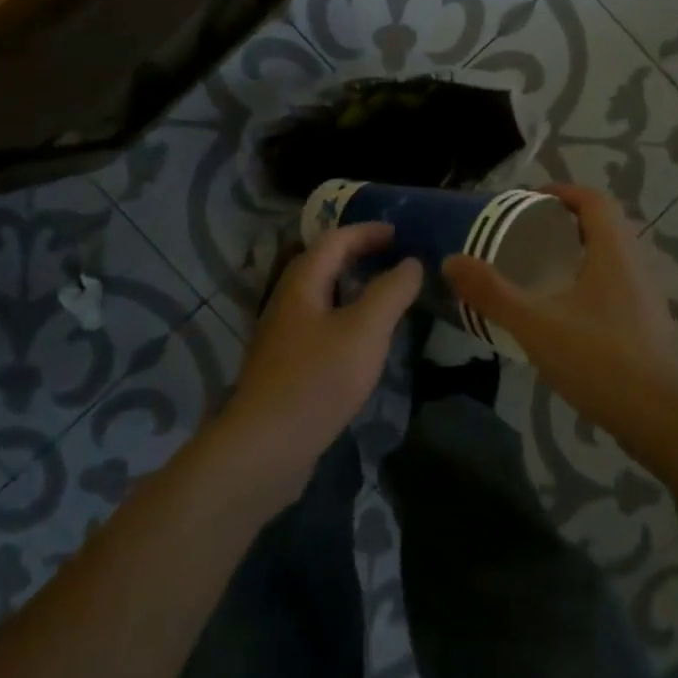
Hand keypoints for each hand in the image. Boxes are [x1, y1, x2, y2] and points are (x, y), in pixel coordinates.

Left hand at [218, 224, 422, 498]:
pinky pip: (319, 324)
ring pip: (320, 296)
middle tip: (393, 257)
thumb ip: (391, 292)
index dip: (366, 231)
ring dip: (350, 286)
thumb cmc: (319, 379)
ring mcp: (282, 335)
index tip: (399, 232)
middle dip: (357, 254)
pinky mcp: (285, 366)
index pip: (334, 240)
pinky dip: (344, 316)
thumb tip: (412, 263)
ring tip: (383, 294)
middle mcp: (287, 301)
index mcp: (302, 283)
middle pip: (322, 263)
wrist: (266, 446)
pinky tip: (361, 340)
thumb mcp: (365, 331)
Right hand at [444, 184, 677, 449]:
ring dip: (578, 252)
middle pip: (603, 225)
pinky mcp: (647, 324)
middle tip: (526, 235)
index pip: (594, 199)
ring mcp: (646, 296)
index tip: (528, 201)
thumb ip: (492, 293)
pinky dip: (588, 282)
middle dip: (564, 222)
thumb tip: (451, 261)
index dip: (561, 192)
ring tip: (539, 271)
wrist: (661, 421)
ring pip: (611, 256)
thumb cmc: (599, 361)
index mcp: (614, 251)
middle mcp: (636, 264)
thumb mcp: (535, 325)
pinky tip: (564, 312)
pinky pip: (616, 284)